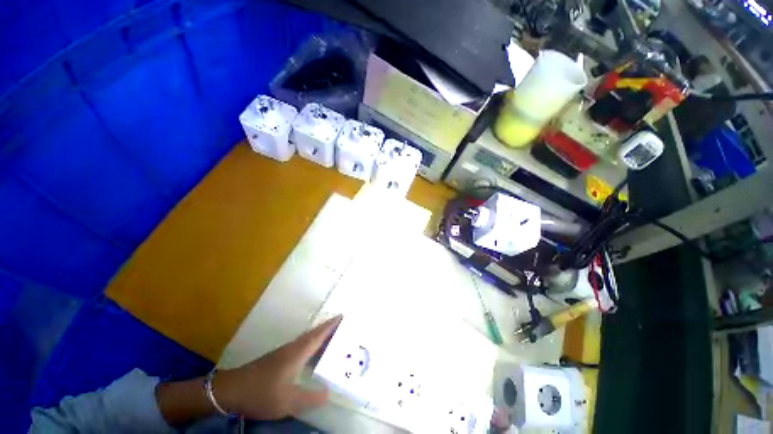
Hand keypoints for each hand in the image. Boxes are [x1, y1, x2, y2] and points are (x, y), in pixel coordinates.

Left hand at [156, 315, 341, 424]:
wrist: (232, 390)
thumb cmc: (262, 392)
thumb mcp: (288, 401)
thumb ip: (310, 397)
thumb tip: (329, 393)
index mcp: (298, 352)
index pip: (319, 334)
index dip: (331, 325)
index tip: (343, 316)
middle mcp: (293, 347)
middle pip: (315, 333)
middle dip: (329, 328)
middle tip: (344, 327)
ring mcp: (285, 351)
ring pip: (308, 339)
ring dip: (321, 336)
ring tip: (334, 339)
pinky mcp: (279, 358)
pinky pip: (302, 345)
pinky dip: (312, 344)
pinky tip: (313, 354)